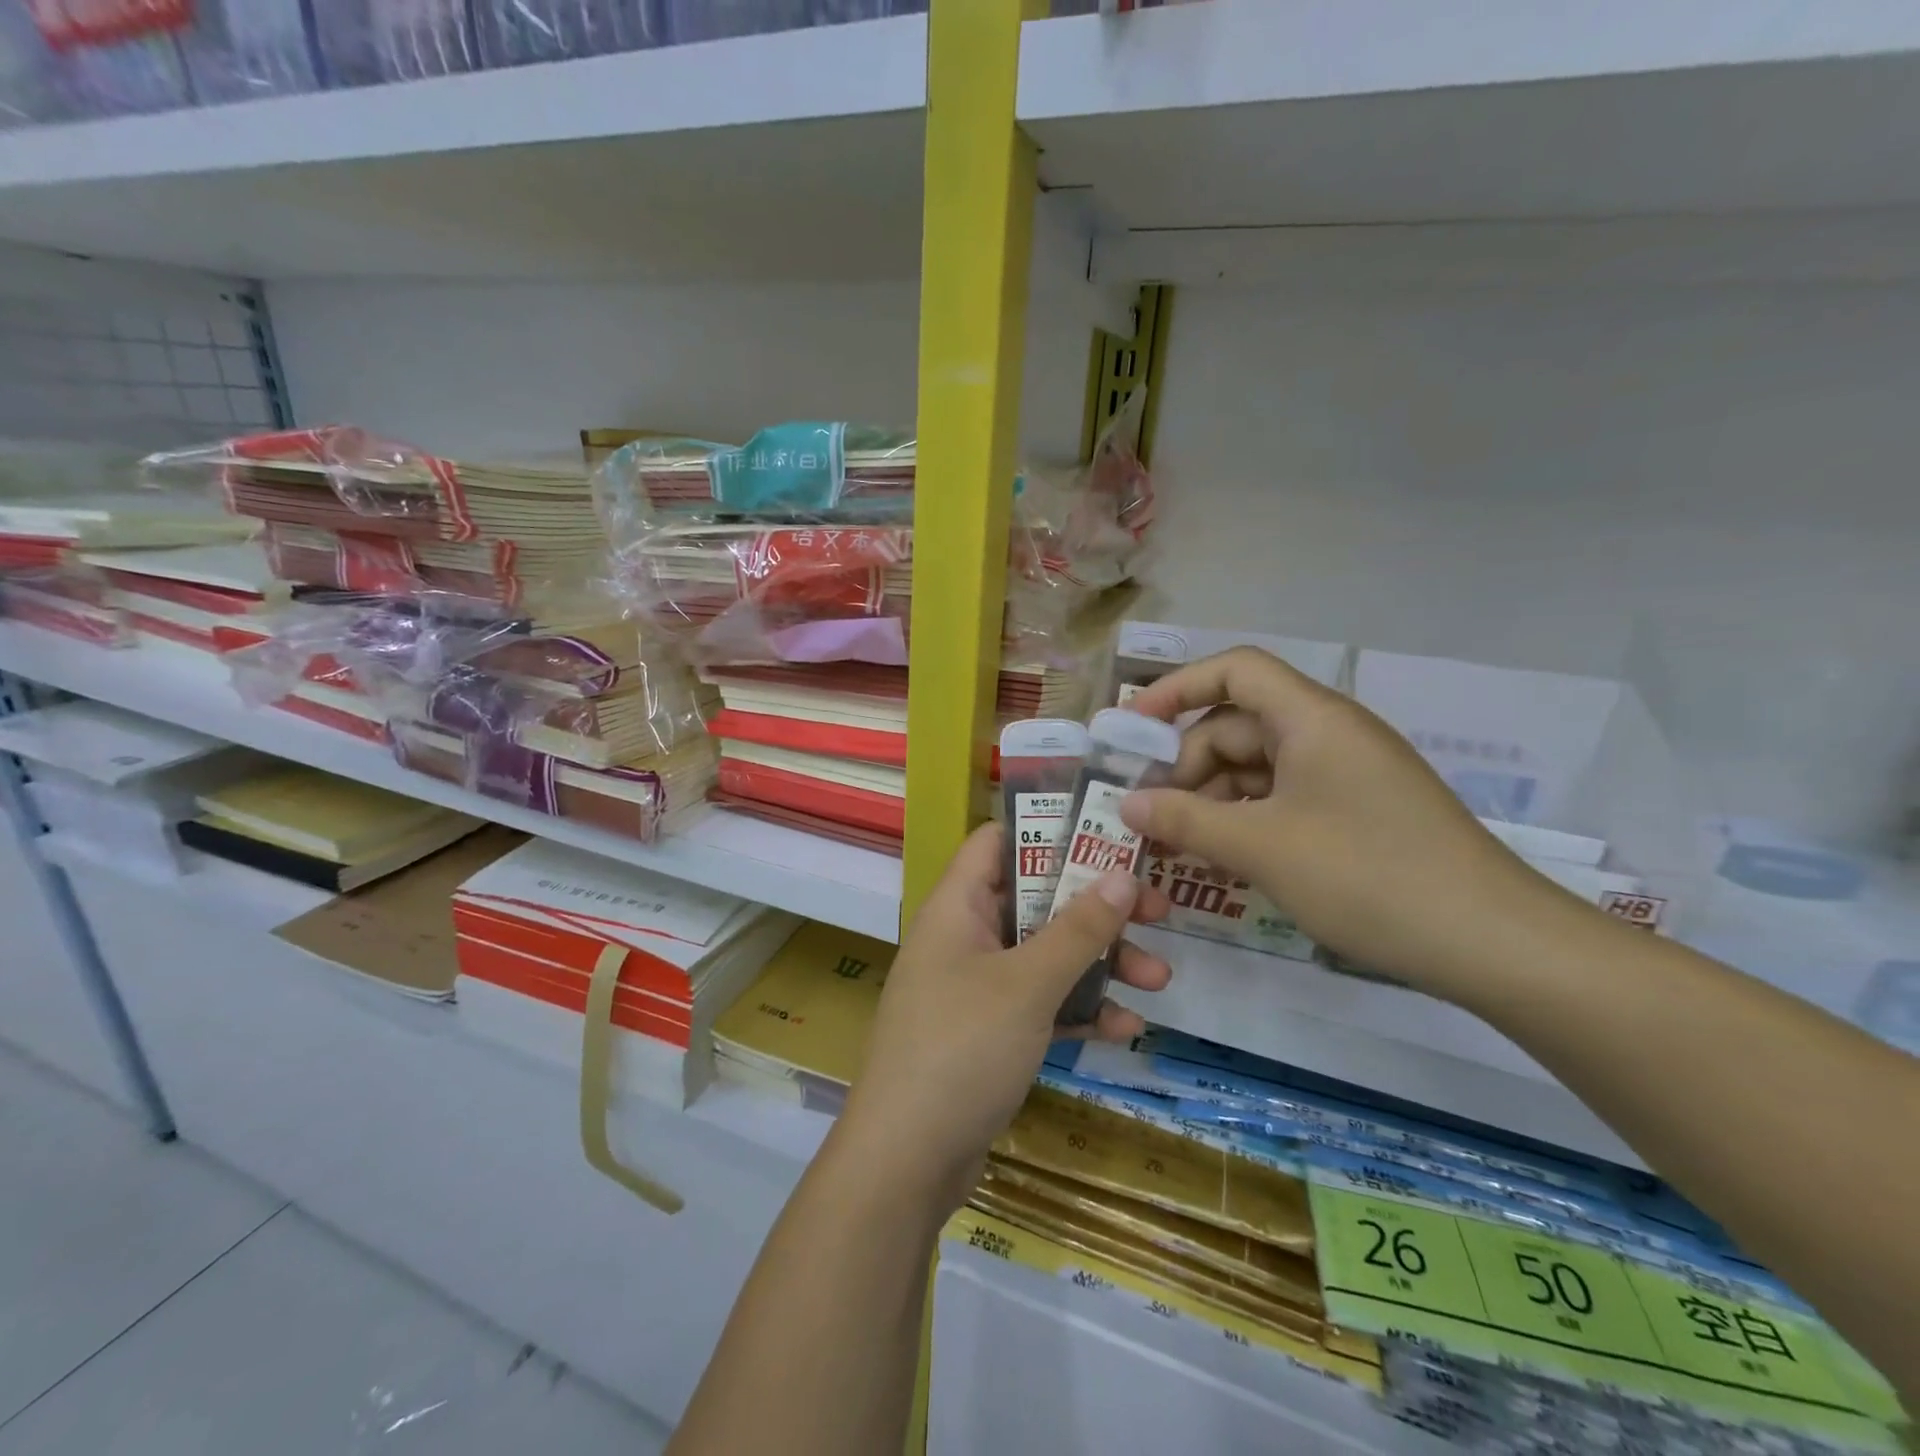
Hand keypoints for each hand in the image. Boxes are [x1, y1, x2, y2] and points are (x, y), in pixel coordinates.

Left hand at [835, 822, 1170, 1212]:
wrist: (906, 1162)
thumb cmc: (962, 1048)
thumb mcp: (1027, 984)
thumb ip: (1078, 928)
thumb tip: (1122, 873)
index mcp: (958, 906)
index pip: (999, 841)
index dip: (1049, 829)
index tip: (1108, 832)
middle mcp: (965, 937)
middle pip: (1036, 899)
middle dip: (1095, 906)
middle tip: (1156, 910)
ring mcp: (977, 987)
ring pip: (1045, 955)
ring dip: (1099, 963)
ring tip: (1159, 979)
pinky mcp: (990, 1032)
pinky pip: (1041, 1004)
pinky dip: (1079, 1010)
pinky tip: (1126, 1029)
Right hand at [1119, 647, 1566, 999]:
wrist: (1493, 943)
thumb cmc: (1368, 875)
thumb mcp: (1262, 847)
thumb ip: (1185, 819)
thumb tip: (1126, 804)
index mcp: (1311, 718)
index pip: (1234, 670)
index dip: (1177, 688)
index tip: (1132, 728)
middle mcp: (1327, 734)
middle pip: (1236, 726)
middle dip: (1186, 765)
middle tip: (1148, 816)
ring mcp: (1344, 775)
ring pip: (1256, 769)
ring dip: (1211, 800)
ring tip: (1176, 846)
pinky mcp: (1354, 813)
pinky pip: (1281, 800)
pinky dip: (1244, 821)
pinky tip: (1220, 859)